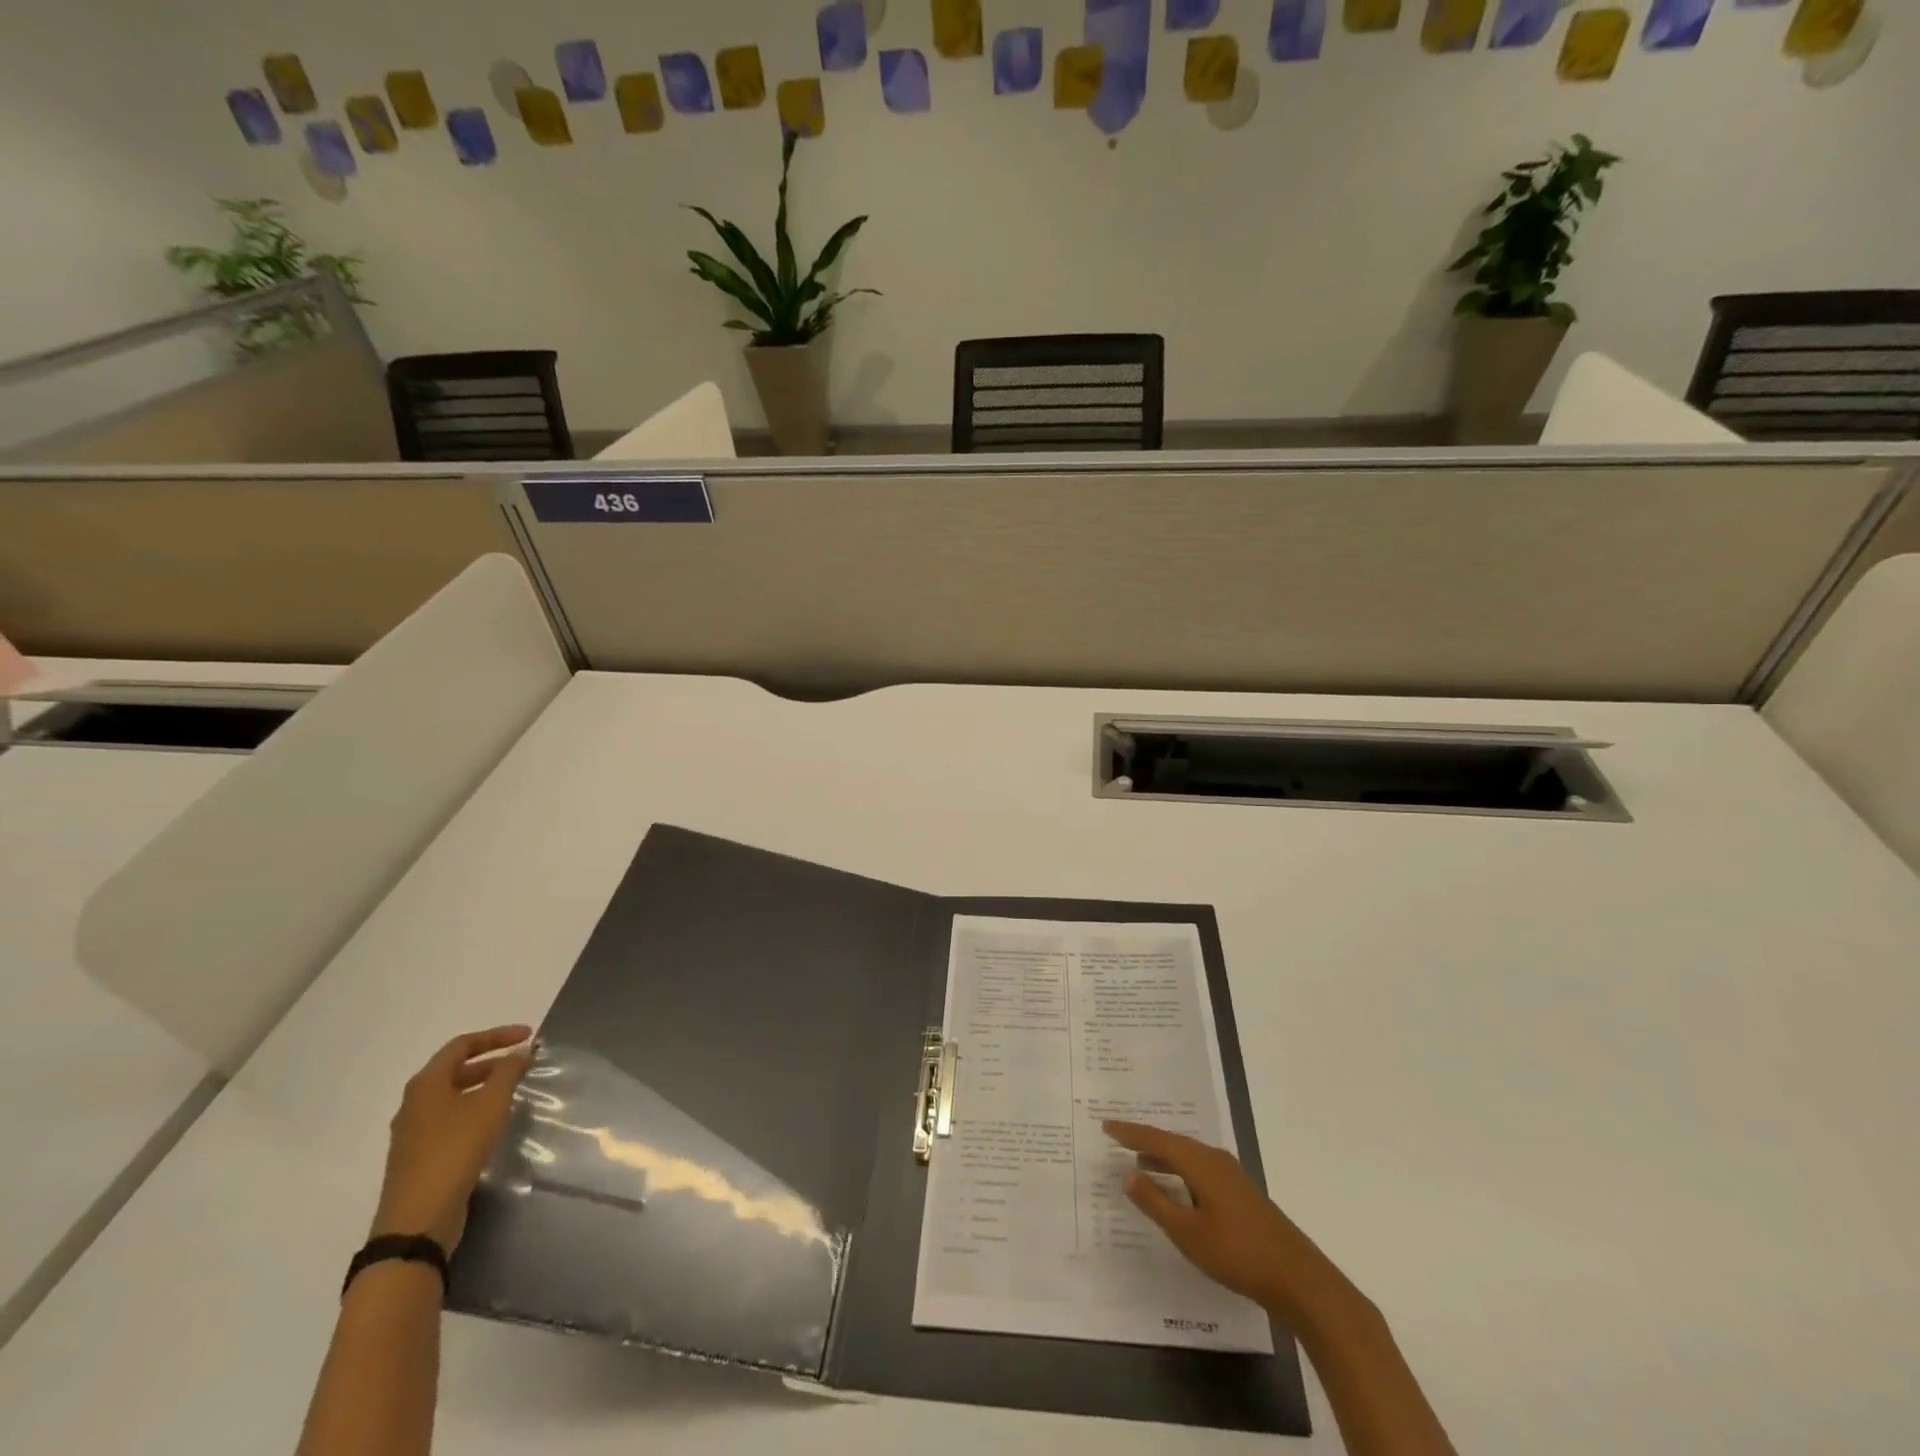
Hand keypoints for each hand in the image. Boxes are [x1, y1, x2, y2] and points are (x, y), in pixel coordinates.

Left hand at [371, 1026, 533, 1252]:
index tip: (529, 1036)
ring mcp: (413, 1132)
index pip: (463, 1044)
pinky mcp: (419, 1156)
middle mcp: (414, 1103)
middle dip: (492, 1061)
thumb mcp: (490, 1104)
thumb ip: (508, 1072)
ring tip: (514, 1090)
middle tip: (524, 1063)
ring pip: (454, 1095)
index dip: (498, 1035)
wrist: (418, 1220)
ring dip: (484, 1086)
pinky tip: (493, 1122)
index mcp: (426, 1083)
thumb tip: (521, 1051)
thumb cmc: (455, 1150)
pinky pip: (450, 1119)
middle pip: (456, 1069)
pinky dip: (474, 1109)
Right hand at [1104, 1120, 1349, 1326]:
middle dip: (1145, 1140)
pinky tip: (1175, 1186)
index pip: (1156, 1139)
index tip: (1106, 1126)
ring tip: (1140, 1160)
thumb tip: (1128, 1174)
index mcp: (1199, 1162)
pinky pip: (1199, 1169)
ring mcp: (1230, 1176)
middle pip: (1173, 1142)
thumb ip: (1156, 1202)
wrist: (1297, 1277)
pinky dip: (1179, 1170)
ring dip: (1163, 1156)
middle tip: (1118, 1138)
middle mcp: (1214, 1159)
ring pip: (1187, 1156)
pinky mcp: (1239, 1193)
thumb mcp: (1187, 1232)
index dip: (1130, 1133)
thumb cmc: (1236, 1253)